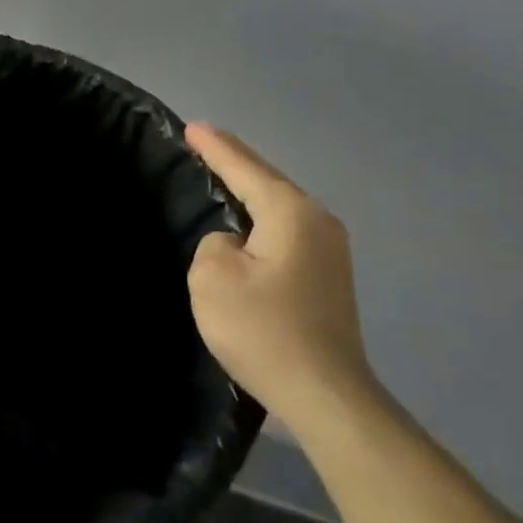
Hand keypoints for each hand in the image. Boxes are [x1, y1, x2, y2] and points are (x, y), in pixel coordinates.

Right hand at [186, 124, 376, 432]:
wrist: (326, 395)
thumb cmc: (264, 330)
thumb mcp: (213, 277)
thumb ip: (215, 243)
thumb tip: (236, 245)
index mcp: (291, 213)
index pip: (245, 167)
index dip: (215, 147)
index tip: (192, 126)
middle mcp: (318, 222)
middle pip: (268, 181)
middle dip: (235, 162)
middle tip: (203, 144)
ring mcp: (331, 252)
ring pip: (280, 208)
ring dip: (250, 193)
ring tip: (221, 177)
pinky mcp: (329, 279)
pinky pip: (286, 233)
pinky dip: (262, 222)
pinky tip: (246, 227)